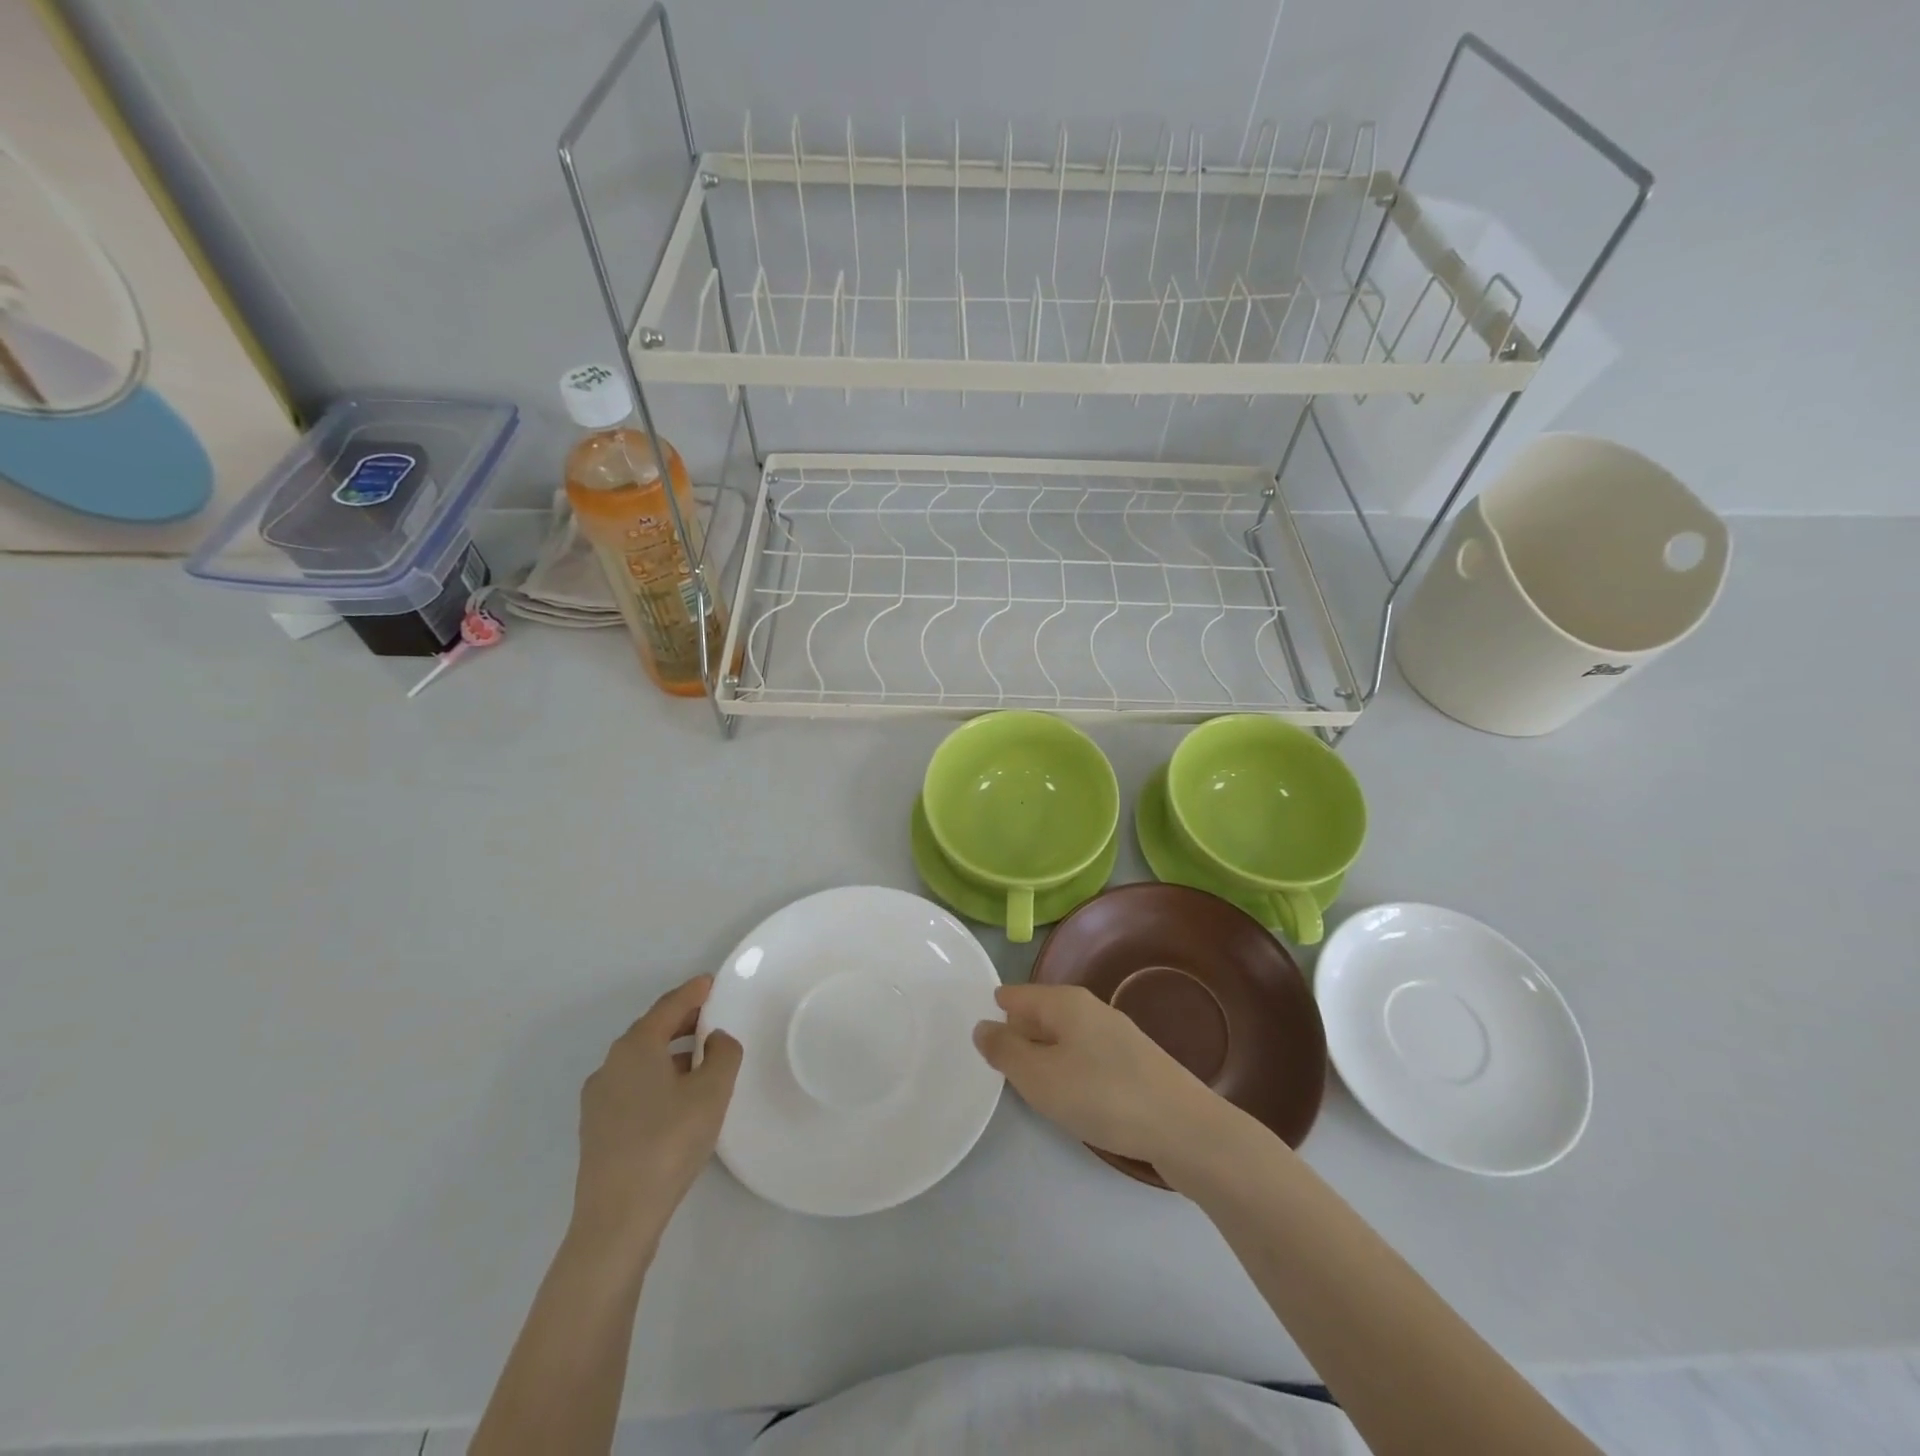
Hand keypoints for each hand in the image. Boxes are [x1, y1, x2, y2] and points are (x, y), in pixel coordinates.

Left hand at [570, 975, 741, 1265]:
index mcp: (636, 1047)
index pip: (669, 1006)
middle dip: (683, 1021)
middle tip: (713, 1017)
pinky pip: (634, 1085)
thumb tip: (716, 1040)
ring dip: (671, 1052)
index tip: (712, 982)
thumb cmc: (668, 1143)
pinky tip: (678, 1098)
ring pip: (642, 1060)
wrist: (617, 1219)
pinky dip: (658, 1077)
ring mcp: (599, 1099)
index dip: (693, 991)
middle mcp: (611, 1065)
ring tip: (702, 1059)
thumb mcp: (712, 1092)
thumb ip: (723, 1054)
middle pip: (652, 1030)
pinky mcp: (598, 1129)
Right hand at [973, 983, 1228, 1167]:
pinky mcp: (1132, 1063)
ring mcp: (1115, 1035)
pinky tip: (1068, 1097)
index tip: (974, 1036)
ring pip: (1063, 1037)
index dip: (993, 1012)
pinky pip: (1084, 1056)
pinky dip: (1067, 1070)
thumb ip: (1006, 1051)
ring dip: (1042, 1056)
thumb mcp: (1040, 1077)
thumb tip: (982, 1026)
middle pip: (1040, 1014)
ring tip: (1025, 1084)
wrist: (1184, 1128)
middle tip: (992, 1064)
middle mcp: (1090, 1009)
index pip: (1016, 995)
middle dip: (1016, 1034)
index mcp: (1065, 1002)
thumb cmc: (1102, 1096)